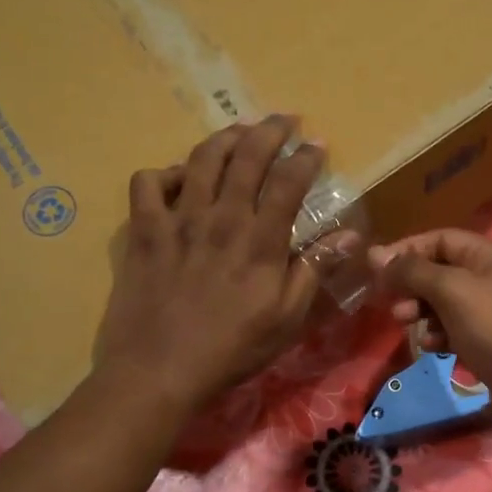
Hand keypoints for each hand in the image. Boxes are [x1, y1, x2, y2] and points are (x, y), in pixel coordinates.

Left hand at [93, 117, 325, 413]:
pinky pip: (148, 183)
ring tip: (239, 133)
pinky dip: (164, 173)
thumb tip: (349, 236)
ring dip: (224, 138)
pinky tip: (178, 180)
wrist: (159, 372)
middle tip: (284, 120)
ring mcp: (177, 221)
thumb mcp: (287, 319)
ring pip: (201, 159)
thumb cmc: (232, 350)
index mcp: (259, 240)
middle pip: (246, 156)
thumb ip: (314, 271)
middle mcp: (220, 218)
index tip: (318, 144)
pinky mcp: (143, 232)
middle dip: (269, 130)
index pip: (288, 181)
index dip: (306, 157)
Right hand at [370, 229, 491, 395]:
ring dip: (421, 309)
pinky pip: (455, 326)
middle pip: (441, 270)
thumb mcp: (451, 290)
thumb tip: (376, 254)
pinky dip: (439, 332)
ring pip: (445, 300)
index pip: (440, 239)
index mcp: (490, 253)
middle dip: (412, 284)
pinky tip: (430, 345)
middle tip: (390, 302)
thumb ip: (412, 271)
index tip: (375, 267)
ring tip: (404, 323)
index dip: (406, 250)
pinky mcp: (490, 336)